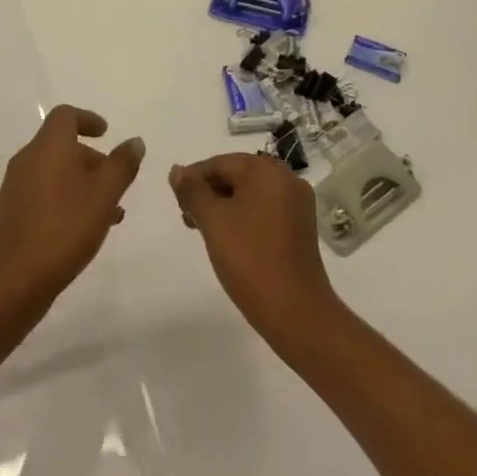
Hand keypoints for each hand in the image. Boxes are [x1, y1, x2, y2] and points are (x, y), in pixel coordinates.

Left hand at [0, 105, 144, 303]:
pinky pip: (45, 193)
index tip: (106, 133)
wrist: (15, 279)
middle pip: (62, 145)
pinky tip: (84, 228)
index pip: (65, 115)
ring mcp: (16, 187)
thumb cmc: (65, 227)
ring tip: (109, 212)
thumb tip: (134, 142)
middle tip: (115, 181)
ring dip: (82, 183)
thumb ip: (122, 164)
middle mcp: (28, 159)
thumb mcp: (105, 194)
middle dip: (92, 159)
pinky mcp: (12, 213)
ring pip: (55, 172)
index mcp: (48, 146)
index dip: (87, 119)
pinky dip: (66, 199)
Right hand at [170, 153, 340, 350]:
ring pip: (250, 194)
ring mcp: (297, 204)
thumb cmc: (250, 259)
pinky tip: (229, 239)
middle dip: (209, 193)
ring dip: (224, 206)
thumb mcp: (213, 221)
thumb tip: (177, 170)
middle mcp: (286, 179)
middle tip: (187, 218)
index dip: (193, 179)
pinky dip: (243, 218)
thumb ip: (192, 191)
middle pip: (237, 175)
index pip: (220, 163)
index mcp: (267, 170)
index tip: (176, 201)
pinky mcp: (300, 227)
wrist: (296, 312)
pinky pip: (265, 210)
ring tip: (203, 230)